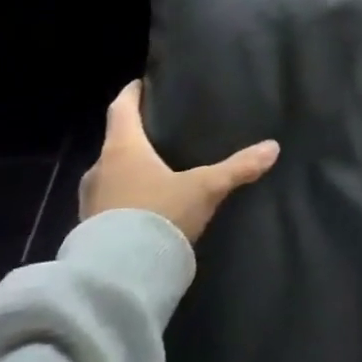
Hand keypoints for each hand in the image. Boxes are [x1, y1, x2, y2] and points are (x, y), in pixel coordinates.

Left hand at [80, 81, 278, 241]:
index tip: (141, 84)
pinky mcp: (88, 230)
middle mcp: (99, 169)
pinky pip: (107, 203)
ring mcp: (90, 201)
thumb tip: (273, 147)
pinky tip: (144, 208)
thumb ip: (238, 167)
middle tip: (160, 134)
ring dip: (127, 171)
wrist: (118, 277)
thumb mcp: (205, 188)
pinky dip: (123, 199)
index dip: (131, 93)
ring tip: (155, 172)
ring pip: (110, 174)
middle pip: (116, 142)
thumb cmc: (158, 215)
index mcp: (122, 148)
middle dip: (135, 137)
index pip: (121, 108)